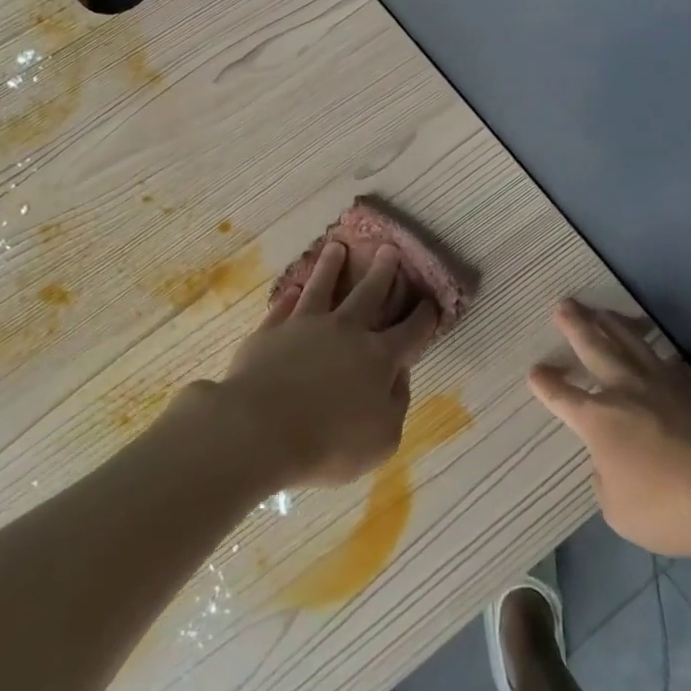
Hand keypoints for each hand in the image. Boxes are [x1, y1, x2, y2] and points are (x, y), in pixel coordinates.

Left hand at [212, 243, 439, 487]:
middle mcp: (346, 331)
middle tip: (389, 249)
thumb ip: (397, 404)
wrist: (260, 429)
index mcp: (378, 358)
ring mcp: (305, 326)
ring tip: (336, 247)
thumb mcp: (383, 439)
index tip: (430, 301)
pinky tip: (293, 289)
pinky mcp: (271, 331)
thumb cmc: (329, 443)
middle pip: (369, 294)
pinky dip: (291, 297)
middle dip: (383, 271)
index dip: (424, 316)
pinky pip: (284, 307)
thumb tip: (398, 374)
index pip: (410, 331)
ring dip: (331, 266)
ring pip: (323, 287)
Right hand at [529, 299, 690, 559]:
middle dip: (576, 327)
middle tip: (563, 305)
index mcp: (600, 421)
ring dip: (612, 324)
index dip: (547, 385)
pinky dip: (653, 347)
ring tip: (600, 311)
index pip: (563, 398)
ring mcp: (666, 384)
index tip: (535, 371)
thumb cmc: (675, 506)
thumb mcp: (624, 513)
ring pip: (632, 343)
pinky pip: (667, 359)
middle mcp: (627, 392)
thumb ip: (608, 484)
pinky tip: (652, 345)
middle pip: (596, 350)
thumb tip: (609, 466)